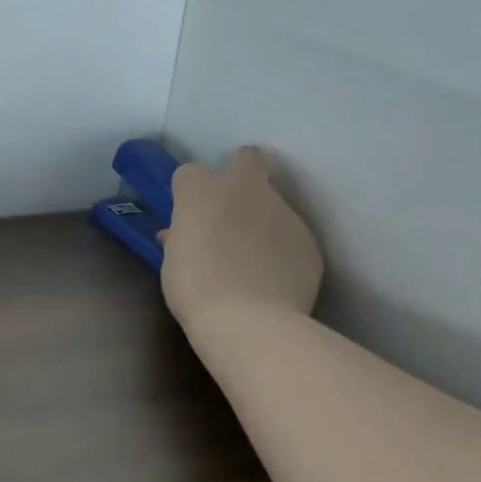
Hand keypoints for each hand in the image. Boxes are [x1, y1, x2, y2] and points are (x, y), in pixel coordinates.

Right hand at [160, 146, 323, 332]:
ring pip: (273, 201)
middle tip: (231, 210)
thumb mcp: (172, 264)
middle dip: (240, 174)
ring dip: (262, 219)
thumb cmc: (195, 290)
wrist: (250, 322)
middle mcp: (244, 190)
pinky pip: (291, 236)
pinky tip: (272, 278)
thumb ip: (179, 240)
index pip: (191, 172)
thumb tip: (177, 236)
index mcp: (201, 193)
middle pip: (246, 159)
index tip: (189, 214)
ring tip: (253, 259)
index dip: (189, 191)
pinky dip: (282, 249)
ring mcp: (283, 211)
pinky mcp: (308, 238)